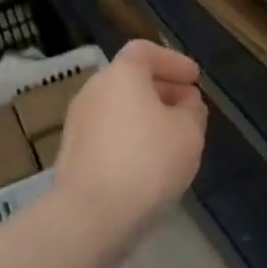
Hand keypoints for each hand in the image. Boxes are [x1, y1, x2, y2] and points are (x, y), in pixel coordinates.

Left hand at [53, 40, 206, 251]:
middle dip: (162, 90)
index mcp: (121, 75)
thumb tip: (184, 103)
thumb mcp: (189, 132)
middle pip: (130, 79)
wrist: (91, 216)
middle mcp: (93, 91)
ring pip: (118, 108)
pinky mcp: (72, 154)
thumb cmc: (148, 162)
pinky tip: (148, 162)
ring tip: (172, 138)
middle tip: (188, 108)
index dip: (172, 61)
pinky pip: (108, 133)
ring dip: (145, 116)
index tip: (194, 78)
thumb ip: (192, 110)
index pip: (145, 51)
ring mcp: (78, 123)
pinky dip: (129, 137)